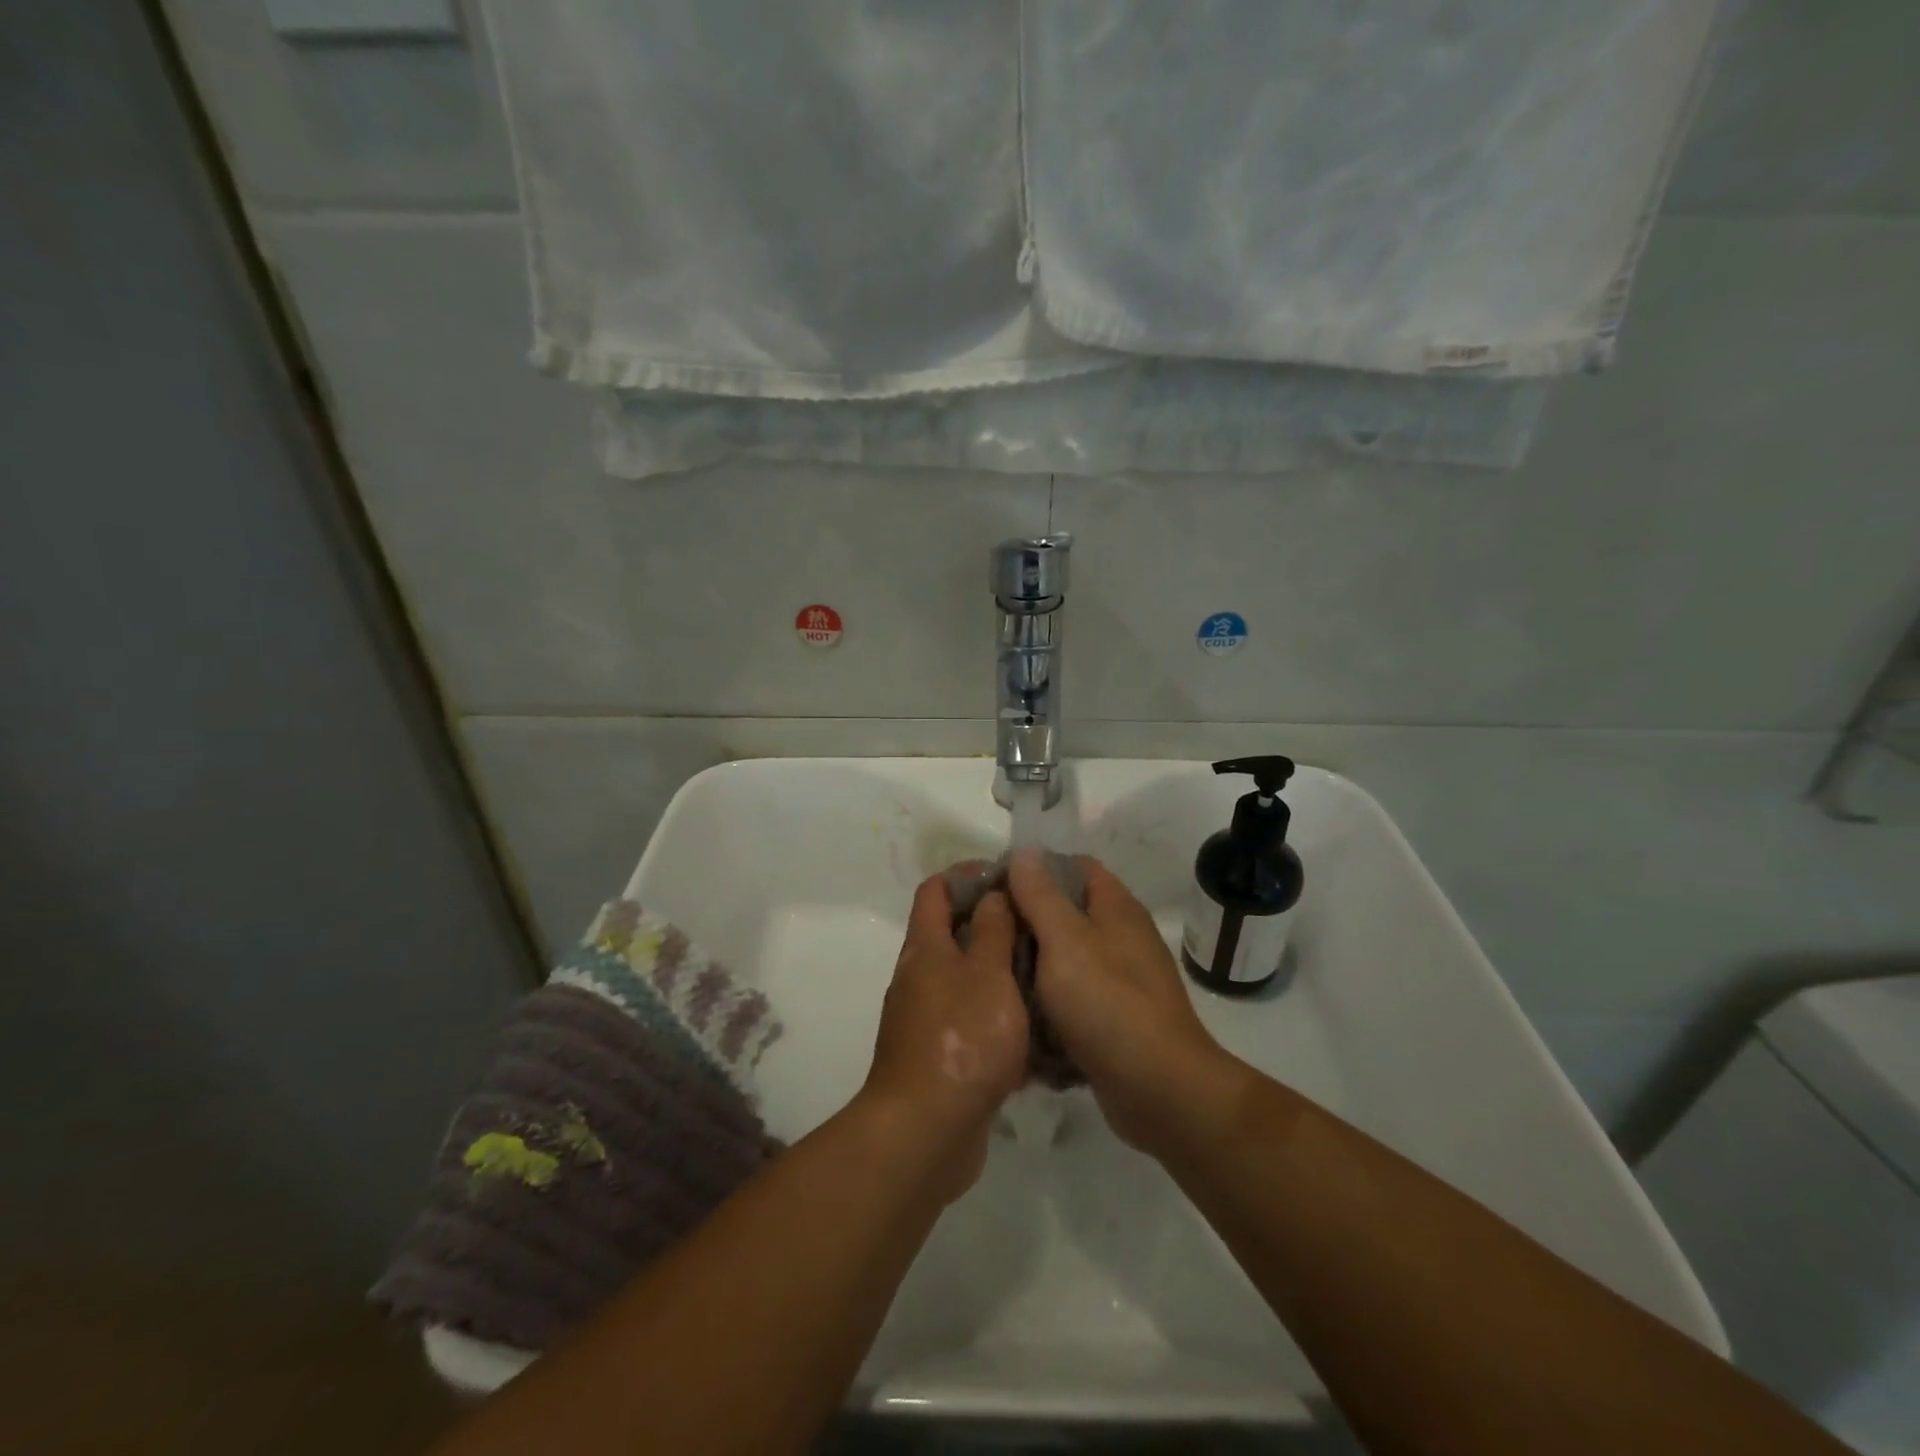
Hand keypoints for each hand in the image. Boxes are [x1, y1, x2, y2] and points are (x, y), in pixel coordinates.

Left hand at [860, 873, 1028, 1199]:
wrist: (925, 1131)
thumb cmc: (962, 1039)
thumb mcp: (987, 974)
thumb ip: (992, 930)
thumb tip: (992, 893)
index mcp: (925, 948)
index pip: (936, 889)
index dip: (968, 875)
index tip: (1010, 878)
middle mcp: (919, 976)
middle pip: (950, 931)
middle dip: (992, 921)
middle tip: (1040, 924)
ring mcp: (926, 1018)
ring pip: (964, 976)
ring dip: (999, 968)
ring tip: (1047, 969)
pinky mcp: (940, 1054)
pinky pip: (970, 1018)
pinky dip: (996, 1012)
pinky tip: (1034, 1024)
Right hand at [1008, 849, 1235, 1154]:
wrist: (1160, 1089)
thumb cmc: (1108, 1003)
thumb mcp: (1065, 940)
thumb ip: (1041, 895)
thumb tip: (1025, 852)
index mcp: (1115, 908)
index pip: (1075, 867)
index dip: (1036, 868)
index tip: (995, 885)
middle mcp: (1120, 938)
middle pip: (1066, 913)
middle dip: (1026, 922)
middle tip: (984, 934)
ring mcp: (1119, 980)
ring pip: (1064, 960)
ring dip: (1032, 968)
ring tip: (991, 975)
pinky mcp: (1112, 1019)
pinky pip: (1072, 1000)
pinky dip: (1048, 1006)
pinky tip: (1019, 1016)